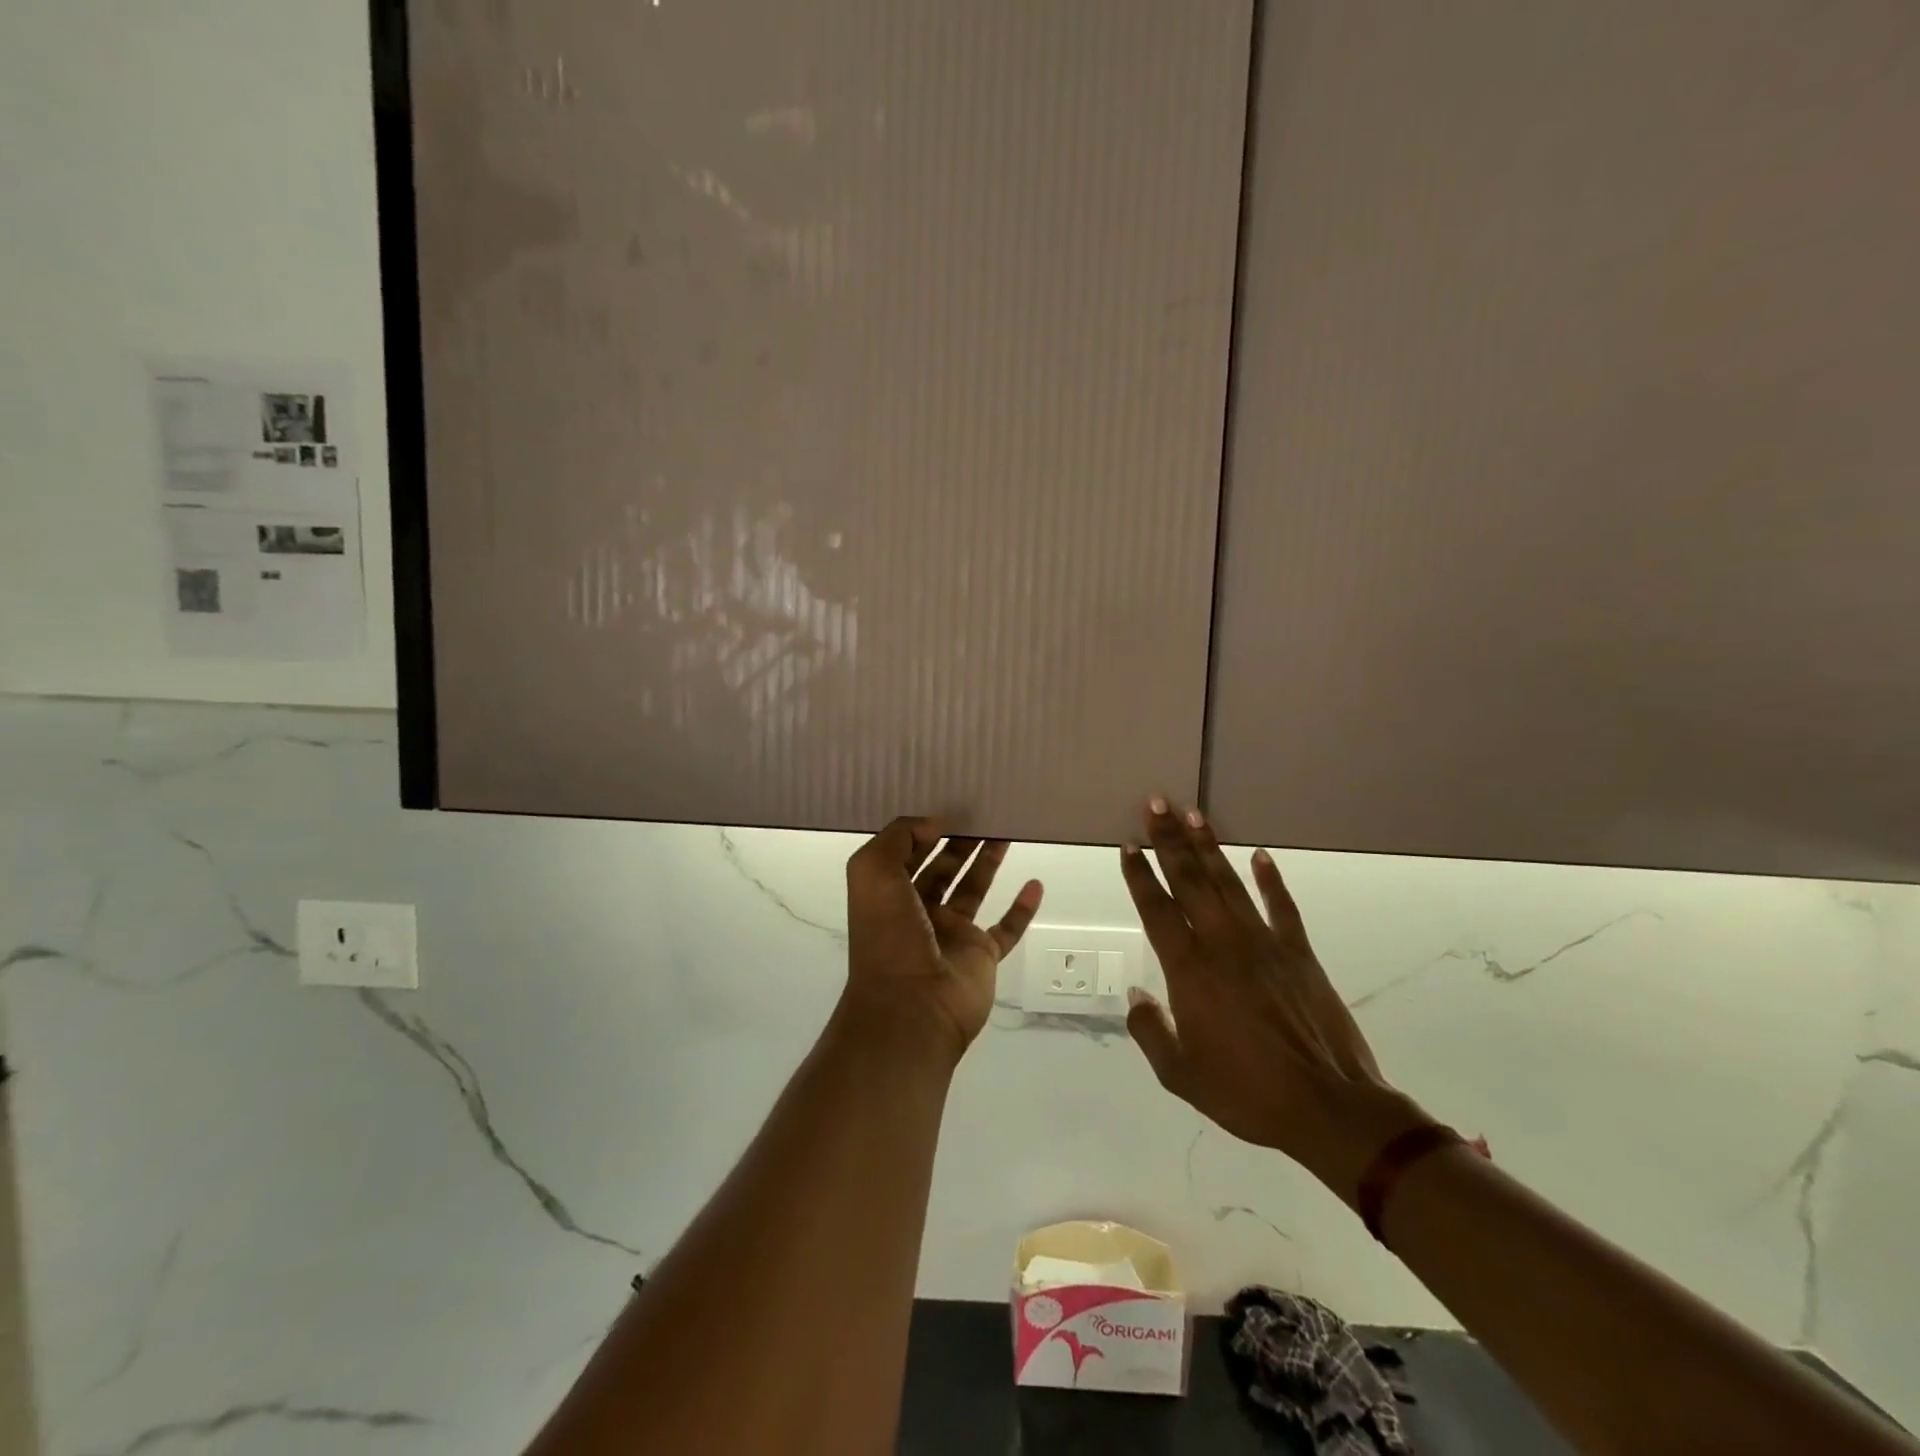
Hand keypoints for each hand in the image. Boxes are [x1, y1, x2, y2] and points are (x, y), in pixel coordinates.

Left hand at [843, 818, 1043, 1059]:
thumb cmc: (889, 936)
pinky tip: (1035, 884)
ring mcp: (952, 935)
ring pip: (973, 889)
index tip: (948, 806)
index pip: (906, 854)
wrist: (912, 1007)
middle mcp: (919, 912)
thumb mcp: (873, 872)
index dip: (923, 830)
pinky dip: (1021, 909)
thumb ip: (898, 838)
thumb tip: (933, 823)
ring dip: (988, 862)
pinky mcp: (981, 956)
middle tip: (983, 812)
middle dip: (959, 841)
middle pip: (942, 868)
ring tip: (1006, 831)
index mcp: (889, 895)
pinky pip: (1007, 929)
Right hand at [1120, 799, 1429, 1203]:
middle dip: (1169, 840)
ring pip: (1229, 883)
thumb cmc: (1246, 1092)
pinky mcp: (1299, 953)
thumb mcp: (1180, 1074)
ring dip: (1209, 847)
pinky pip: (1281, 906)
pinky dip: (1271, 879)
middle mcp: (1222, 944)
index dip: (1140, 875)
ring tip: (1193, 814)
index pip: (1157, 909)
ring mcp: (1263, 943)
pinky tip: (1260, 855)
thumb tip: (1136, 994)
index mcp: (1189, 970)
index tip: (1128, 845)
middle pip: (1190, 881)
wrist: (1327, 1107)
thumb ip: (1151, 1031)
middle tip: (1156, 804)